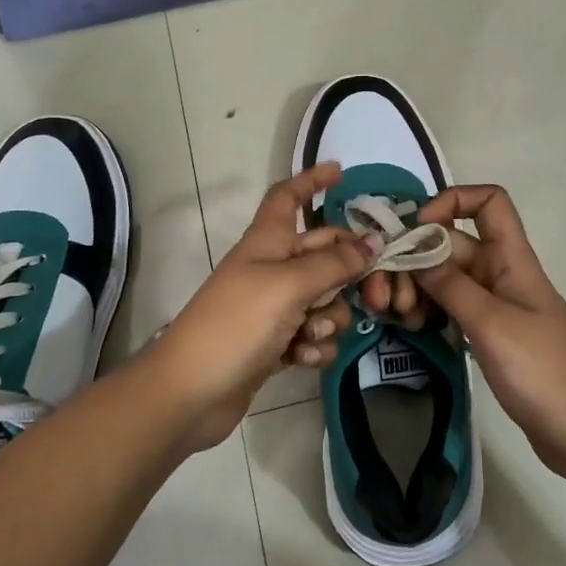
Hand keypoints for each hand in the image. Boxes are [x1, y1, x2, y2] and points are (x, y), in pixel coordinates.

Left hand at [151, 163, 376, 451]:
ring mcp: (274, 307)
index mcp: (268, 241)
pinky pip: (314, 334)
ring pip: (325, 299)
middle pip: (323, 252)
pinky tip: (301, 359)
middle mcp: (273, 268)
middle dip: (348, 272)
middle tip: (374, 295)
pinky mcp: (277, 343)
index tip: (341, 172)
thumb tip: (374, 243)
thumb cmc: (237, 323)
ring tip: (311, 334)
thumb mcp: (289, 285)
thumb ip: (335, 264)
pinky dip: (314, 346)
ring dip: (329, 318)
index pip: (288, 197)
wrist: (191, 392)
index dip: (311, 180)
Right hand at [414, 185, 565, 479]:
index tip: (418, 229)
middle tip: (387, 293)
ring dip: (417, 287)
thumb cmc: (544, 372)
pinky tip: (412, 328)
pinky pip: (451, 307)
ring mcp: (494, 305)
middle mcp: (501, 274)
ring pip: (446, 277)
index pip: (489, 202)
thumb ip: (451, 285)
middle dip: (416, 258)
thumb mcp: (492, 324)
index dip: (452, 201)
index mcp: (512, 259)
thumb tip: (415, 251)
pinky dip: (429, 311)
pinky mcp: (488, 334)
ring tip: (397, 315)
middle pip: (453, 244)